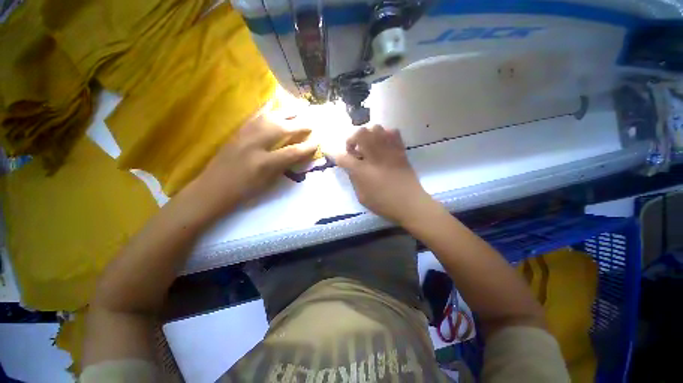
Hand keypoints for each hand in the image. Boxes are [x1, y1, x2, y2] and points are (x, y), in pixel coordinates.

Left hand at [190, 113, 317, 214]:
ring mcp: (244, 135)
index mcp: (264, 163)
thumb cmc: (244, 190)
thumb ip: (285, 166)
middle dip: (299, 125)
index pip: (292, 152)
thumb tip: (299, 154)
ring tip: (298, 110)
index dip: (307, 147)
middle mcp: (255, 145)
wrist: (213, 187)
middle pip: (282, 129)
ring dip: (286, 113)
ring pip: (269, 117)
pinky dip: (267, 109)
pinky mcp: (238, 131)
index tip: (318, 142)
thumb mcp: (268, 182)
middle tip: (311, 123)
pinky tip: (274, 104)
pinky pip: (255, 116)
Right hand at [335, 125, 435, 223]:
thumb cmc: (383, 204)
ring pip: (376, 128)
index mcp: (362, 171)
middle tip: (355, 150)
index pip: (343, 157)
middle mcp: (374, 156)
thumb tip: (351, 167)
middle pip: (360, 133)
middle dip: (352, 138)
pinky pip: (393, 132)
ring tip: (368, 146)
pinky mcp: (400, 150)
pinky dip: (385, 135)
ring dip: (368, 135)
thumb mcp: (362, 197)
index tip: (331, 153)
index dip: (334, 154)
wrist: (410, 204)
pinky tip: (383, 145)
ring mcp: (389, 151)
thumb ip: (354, 179)